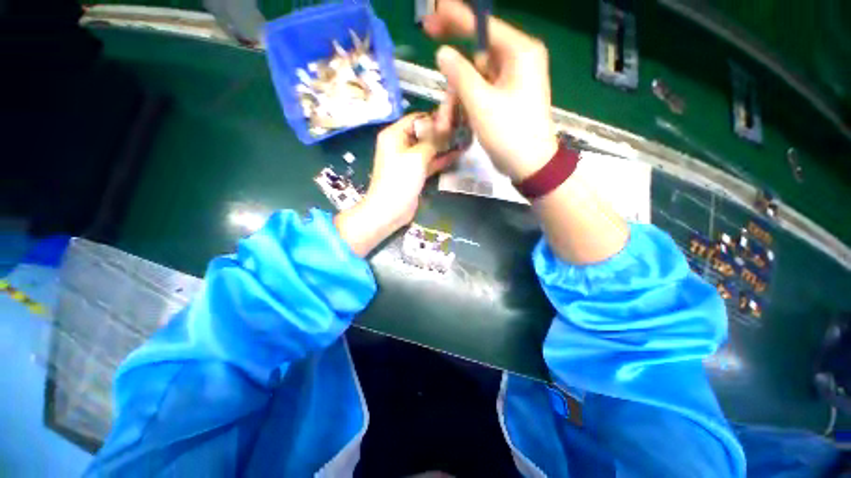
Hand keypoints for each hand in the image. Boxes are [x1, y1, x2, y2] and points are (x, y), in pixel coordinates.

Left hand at [335, 113, 458, 256]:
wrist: (390, 210)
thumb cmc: (400, 180)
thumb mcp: (417, 156)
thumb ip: (433, 139)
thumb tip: (445, 122)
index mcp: (394, 134)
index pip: (416, 118)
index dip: (434, 117)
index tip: (454, 116)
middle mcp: (400, 144)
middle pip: (423, 133)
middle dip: (441, 131)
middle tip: (463, 127)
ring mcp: (407, 160)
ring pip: (428, 148)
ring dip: (443, 145)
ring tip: (463, 138)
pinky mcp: (414, 173)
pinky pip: (428, 162)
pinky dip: (440, 159)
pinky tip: (457, 154)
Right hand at [423, 0, 557, 181]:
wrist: (529, 165)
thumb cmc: (509, 133)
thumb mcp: (481, 103)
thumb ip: (460, 74)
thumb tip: (444, 53)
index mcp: (519, 53)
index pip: (484, 25)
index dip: (456, 18)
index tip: (433, 14)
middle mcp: (517, 61)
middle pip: (476, 56)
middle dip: (455, 78)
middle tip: (438, 79)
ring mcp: (511, 82)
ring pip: (475, 79)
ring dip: (458, 99)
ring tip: (446, 123)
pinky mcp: (505, 99)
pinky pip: (481, 93)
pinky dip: (467, 106)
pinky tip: (457, 122)